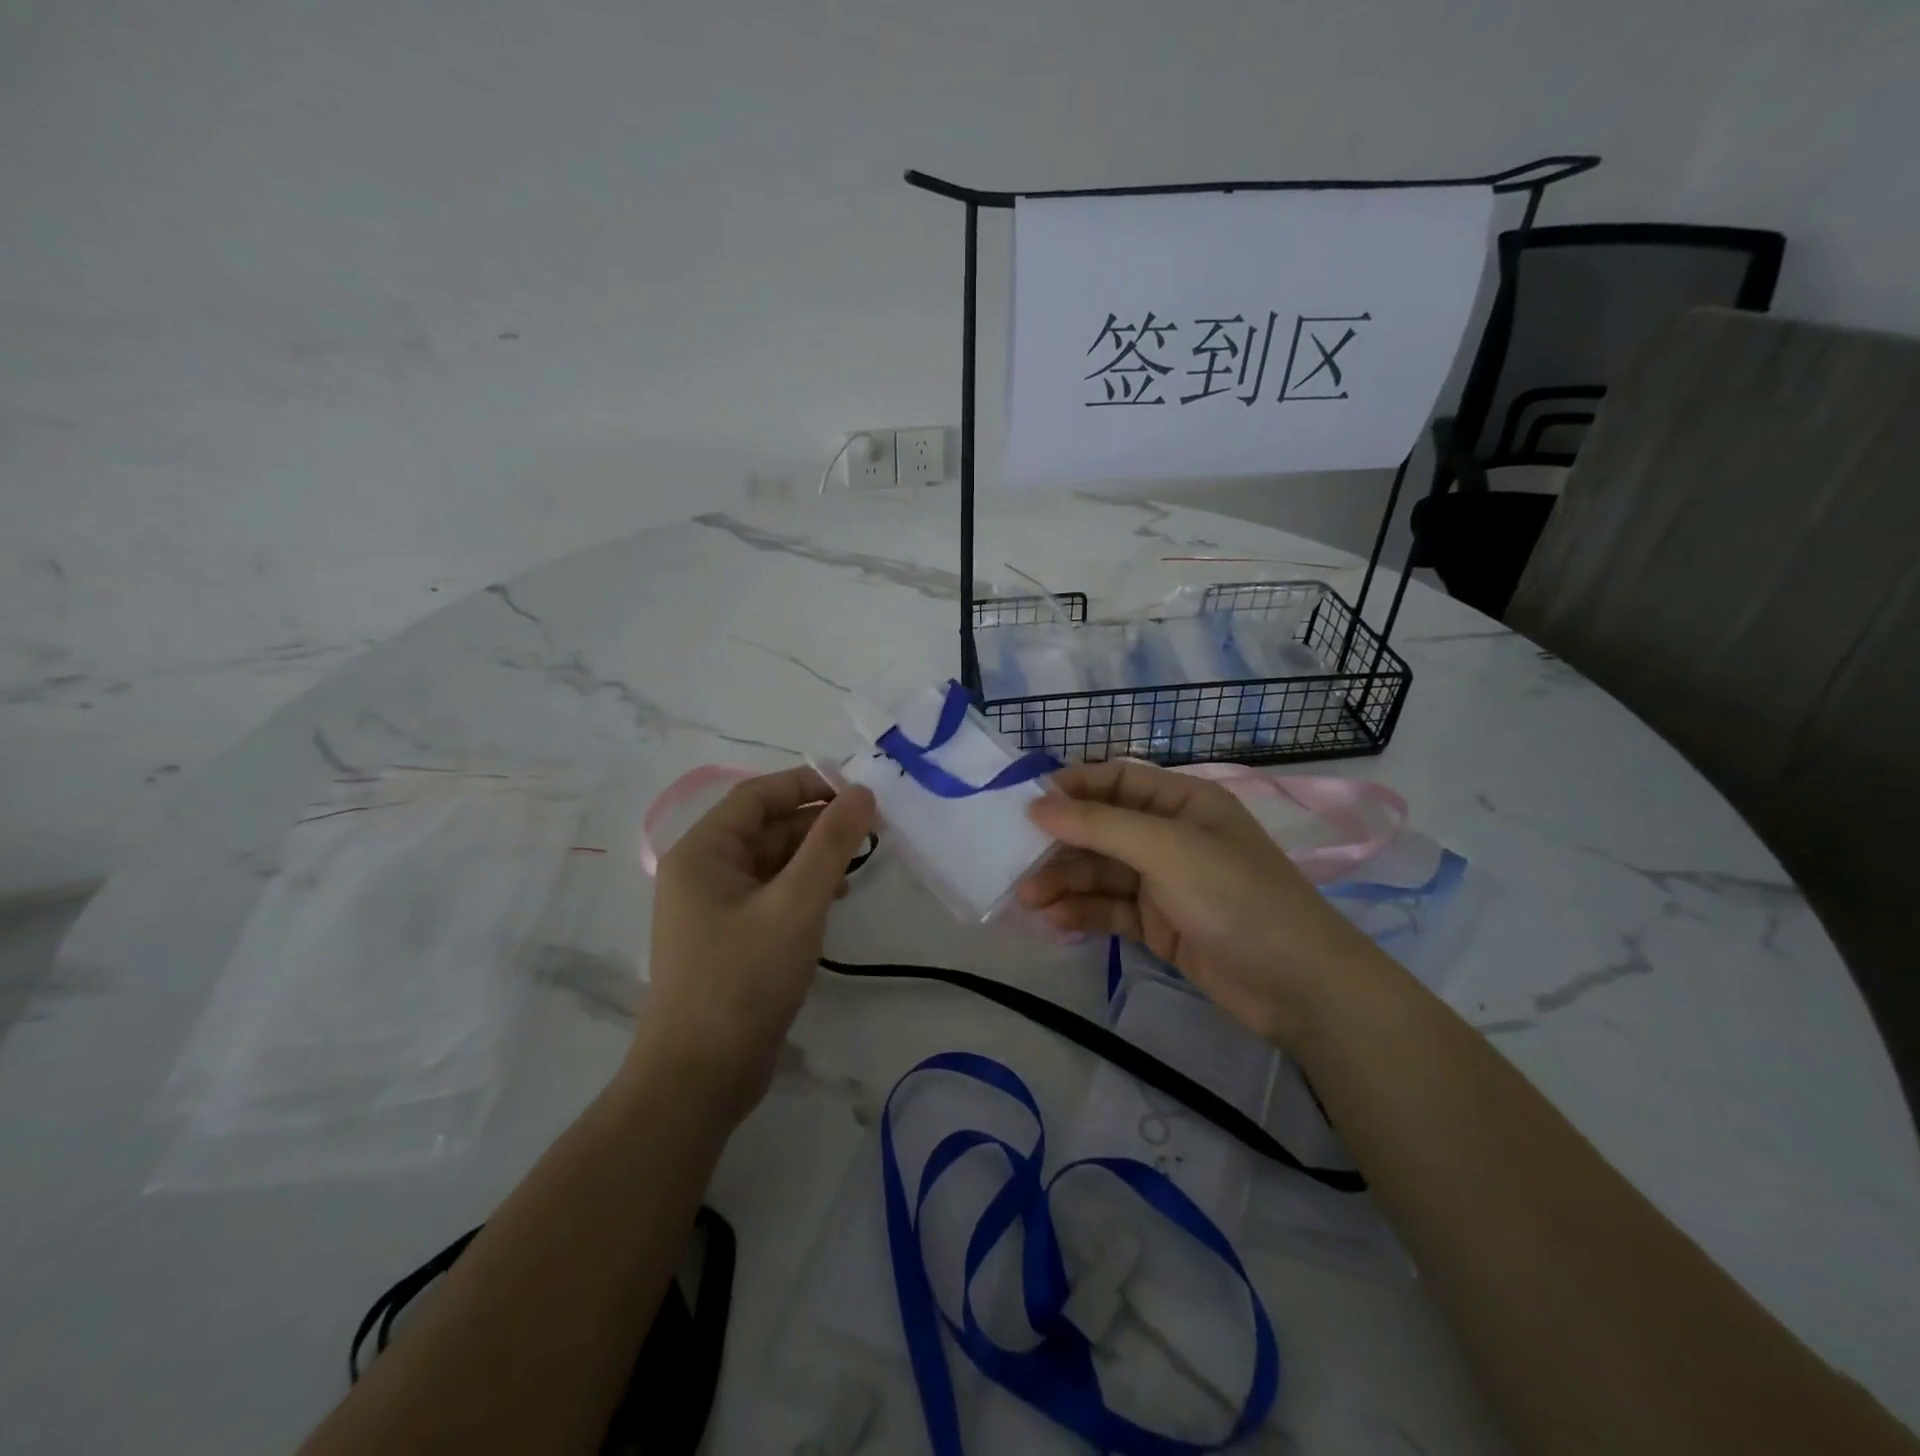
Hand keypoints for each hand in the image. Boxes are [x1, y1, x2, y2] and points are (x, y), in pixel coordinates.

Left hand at [636, 766, 874, 1123]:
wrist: (700, 1078)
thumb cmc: (743, 979)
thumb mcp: (796, 904)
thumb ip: (831, 844)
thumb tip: (862, 792)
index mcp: (703, 852)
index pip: (757, 795)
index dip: (807, 783)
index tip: (858, 790)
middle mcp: (702, 872)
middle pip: (765, 827)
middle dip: (817, 823)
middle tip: (871, 828)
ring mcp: (714, 908)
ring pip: (771, 862)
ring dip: (813, 857)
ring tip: (859, 864)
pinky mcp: (730, 939)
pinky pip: (770, 894)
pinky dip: (803, 889)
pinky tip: (834, 900)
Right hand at [1022, 759, 1389, 1049]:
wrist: (1297, 986)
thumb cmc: (1236, 897)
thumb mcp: (1167, 849)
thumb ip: (1100, 825)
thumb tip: (1036, 806)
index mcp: (1182, 801)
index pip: (1117, 780)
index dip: (1072, 788)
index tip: (1026, 805)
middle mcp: (1170, 835)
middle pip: (1102, 829)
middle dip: (1061, 844)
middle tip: (1016, 863)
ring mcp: (1164, 882)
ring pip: (1101, 872)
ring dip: (1064, 882)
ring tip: (1028, 900)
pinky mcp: (1158, 924)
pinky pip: (1110, 908)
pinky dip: (1083, 912)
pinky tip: (1056, 922)